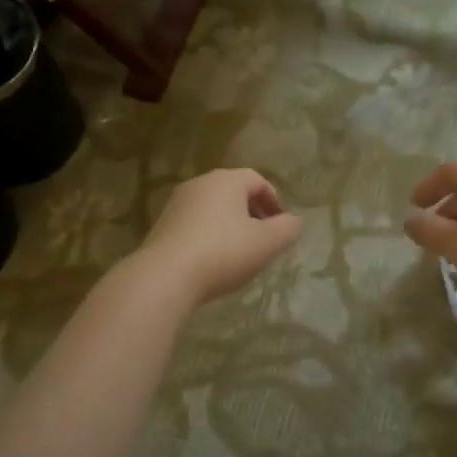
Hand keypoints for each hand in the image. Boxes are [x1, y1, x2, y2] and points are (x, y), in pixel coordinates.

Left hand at [130, 168, 302, 308]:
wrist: (165, 276)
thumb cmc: (223, 253)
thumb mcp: (266, 243)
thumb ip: (287, 229)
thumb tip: (293, 222)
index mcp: (226, 180)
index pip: (257, 180)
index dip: (273, 201)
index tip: (281, 224)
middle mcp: (200, 184)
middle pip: (233, 192)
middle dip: (252, 212)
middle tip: (264, 238)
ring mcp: (177, 203)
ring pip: (213, 208)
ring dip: (230, 225)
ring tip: (239, 252)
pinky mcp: (162, 225)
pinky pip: (195, 224)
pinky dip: (209, 235)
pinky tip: (213, 260)